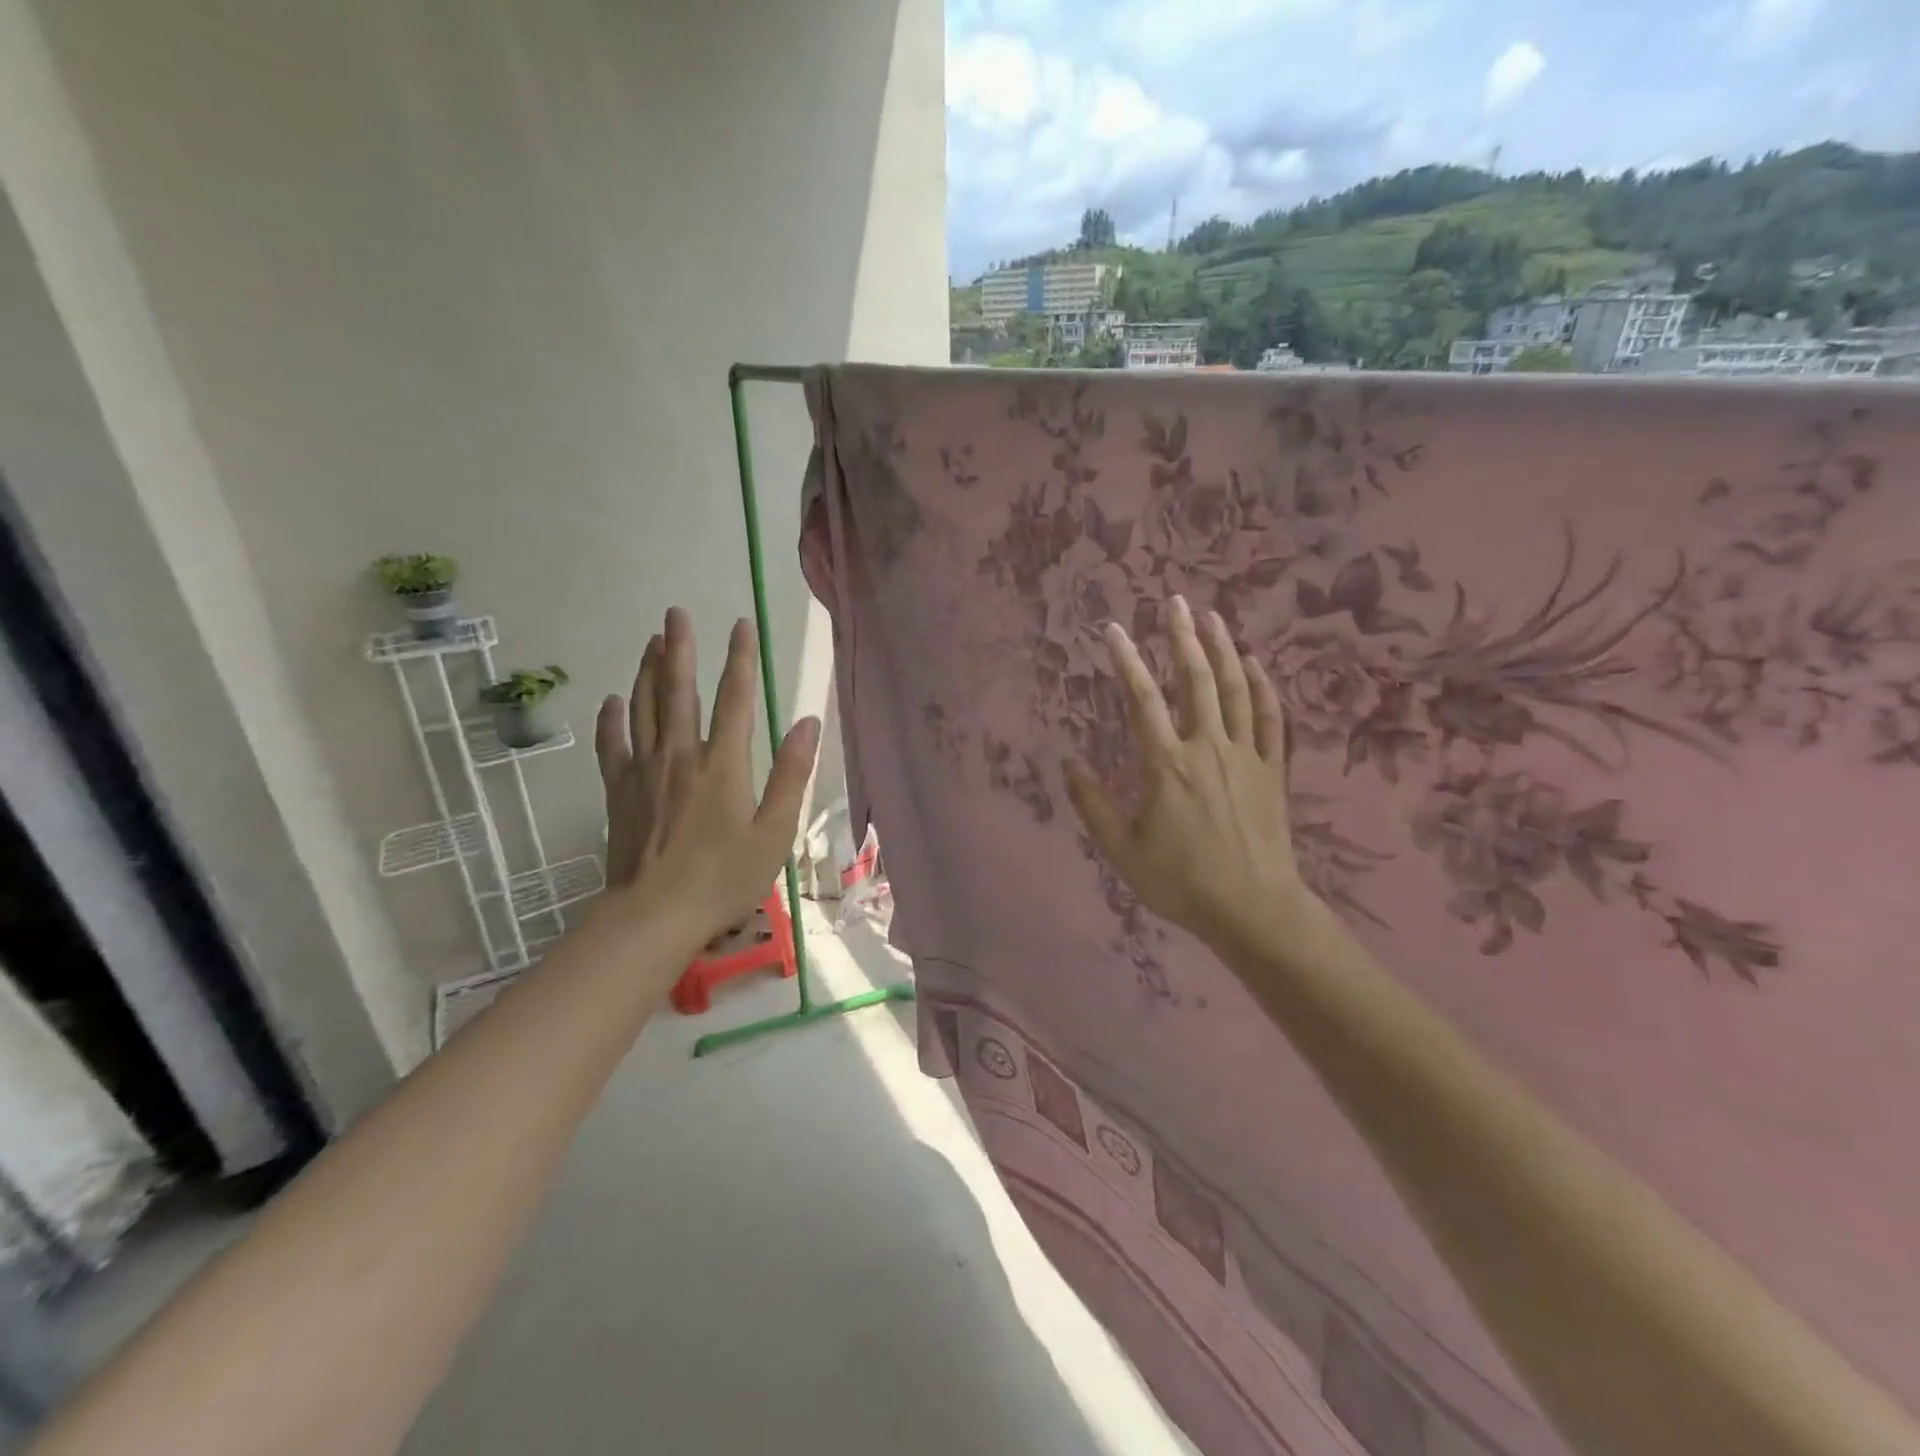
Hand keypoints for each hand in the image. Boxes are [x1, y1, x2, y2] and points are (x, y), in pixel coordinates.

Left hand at [594, 607, 819, 942]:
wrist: (655, 915)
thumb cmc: (724, 878)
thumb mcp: (775, 832)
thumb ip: (791, 775)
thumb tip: (808, 723)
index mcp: (723, 764)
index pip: (735, 698)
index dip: (740, 659)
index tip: (741, 624)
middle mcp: (681, 755)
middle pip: (679, 691)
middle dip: (680, 649)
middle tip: (675, 613)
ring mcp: (644, 771)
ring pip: (643, 708)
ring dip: (647, 671)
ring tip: (650, 641)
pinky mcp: (619, 791)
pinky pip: (613, 745)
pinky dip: (612, 719)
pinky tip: (612, 701)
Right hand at [1063, 595, 1320, 953]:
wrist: (1253, 909)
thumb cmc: (1181, 881)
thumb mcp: (1122, 850)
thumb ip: (1092, 804)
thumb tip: (1069, 763)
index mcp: (1167, 764)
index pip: (1142, 698)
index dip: (1126, 660)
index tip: (1114, 629)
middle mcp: (1208, 747)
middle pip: (1196, 679)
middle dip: (1182, 636)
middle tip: (1175, 601)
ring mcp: (1246, 755)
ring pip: (1237, 689)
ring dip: (1224, 649)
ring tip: (1212, 617)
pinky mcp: (1272, 770)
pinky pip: (1272, 718)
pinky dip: (1265, 687)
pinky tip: (1256, 665)